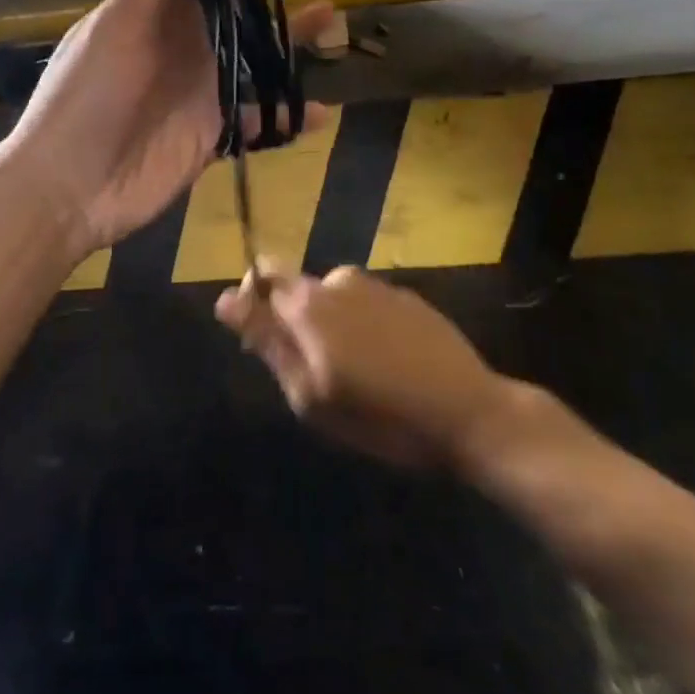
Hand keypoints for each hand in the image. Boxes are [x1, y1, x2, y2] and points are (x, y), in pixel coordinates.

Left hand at [5, 0, 332, 263]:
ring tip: (328, 8)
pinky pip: (259, 117)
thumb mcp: (116, 27)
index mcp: (152, 7)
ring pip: (254, 49)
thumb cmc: (85, 97)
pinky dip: (287, 115)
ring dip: (288, 31)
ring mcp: (200, 84)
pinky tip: (319, 110)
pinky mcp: (213, 130)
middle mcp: (180, 38)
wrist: (69, 187)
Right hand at [215, 263, 508, 469]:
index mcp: (309, 303)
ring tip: (355, 373)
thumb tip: (225, 300)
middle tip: (314, 370)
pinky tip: (384, 362)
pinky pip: (364, 303)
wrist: (469, 412)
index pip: (261, 276)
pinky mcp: (405, 295)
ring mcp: (375, 285)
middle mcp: (337, 280)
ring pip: (331, 298)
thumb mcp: (311, 394)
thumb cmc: (381, 417)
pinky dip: (361, 325)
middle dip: (294, 321)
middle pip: (297, 288)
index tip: (261, 340)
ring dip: (329, 325)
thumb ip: (268, 342)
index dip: (253, 302)